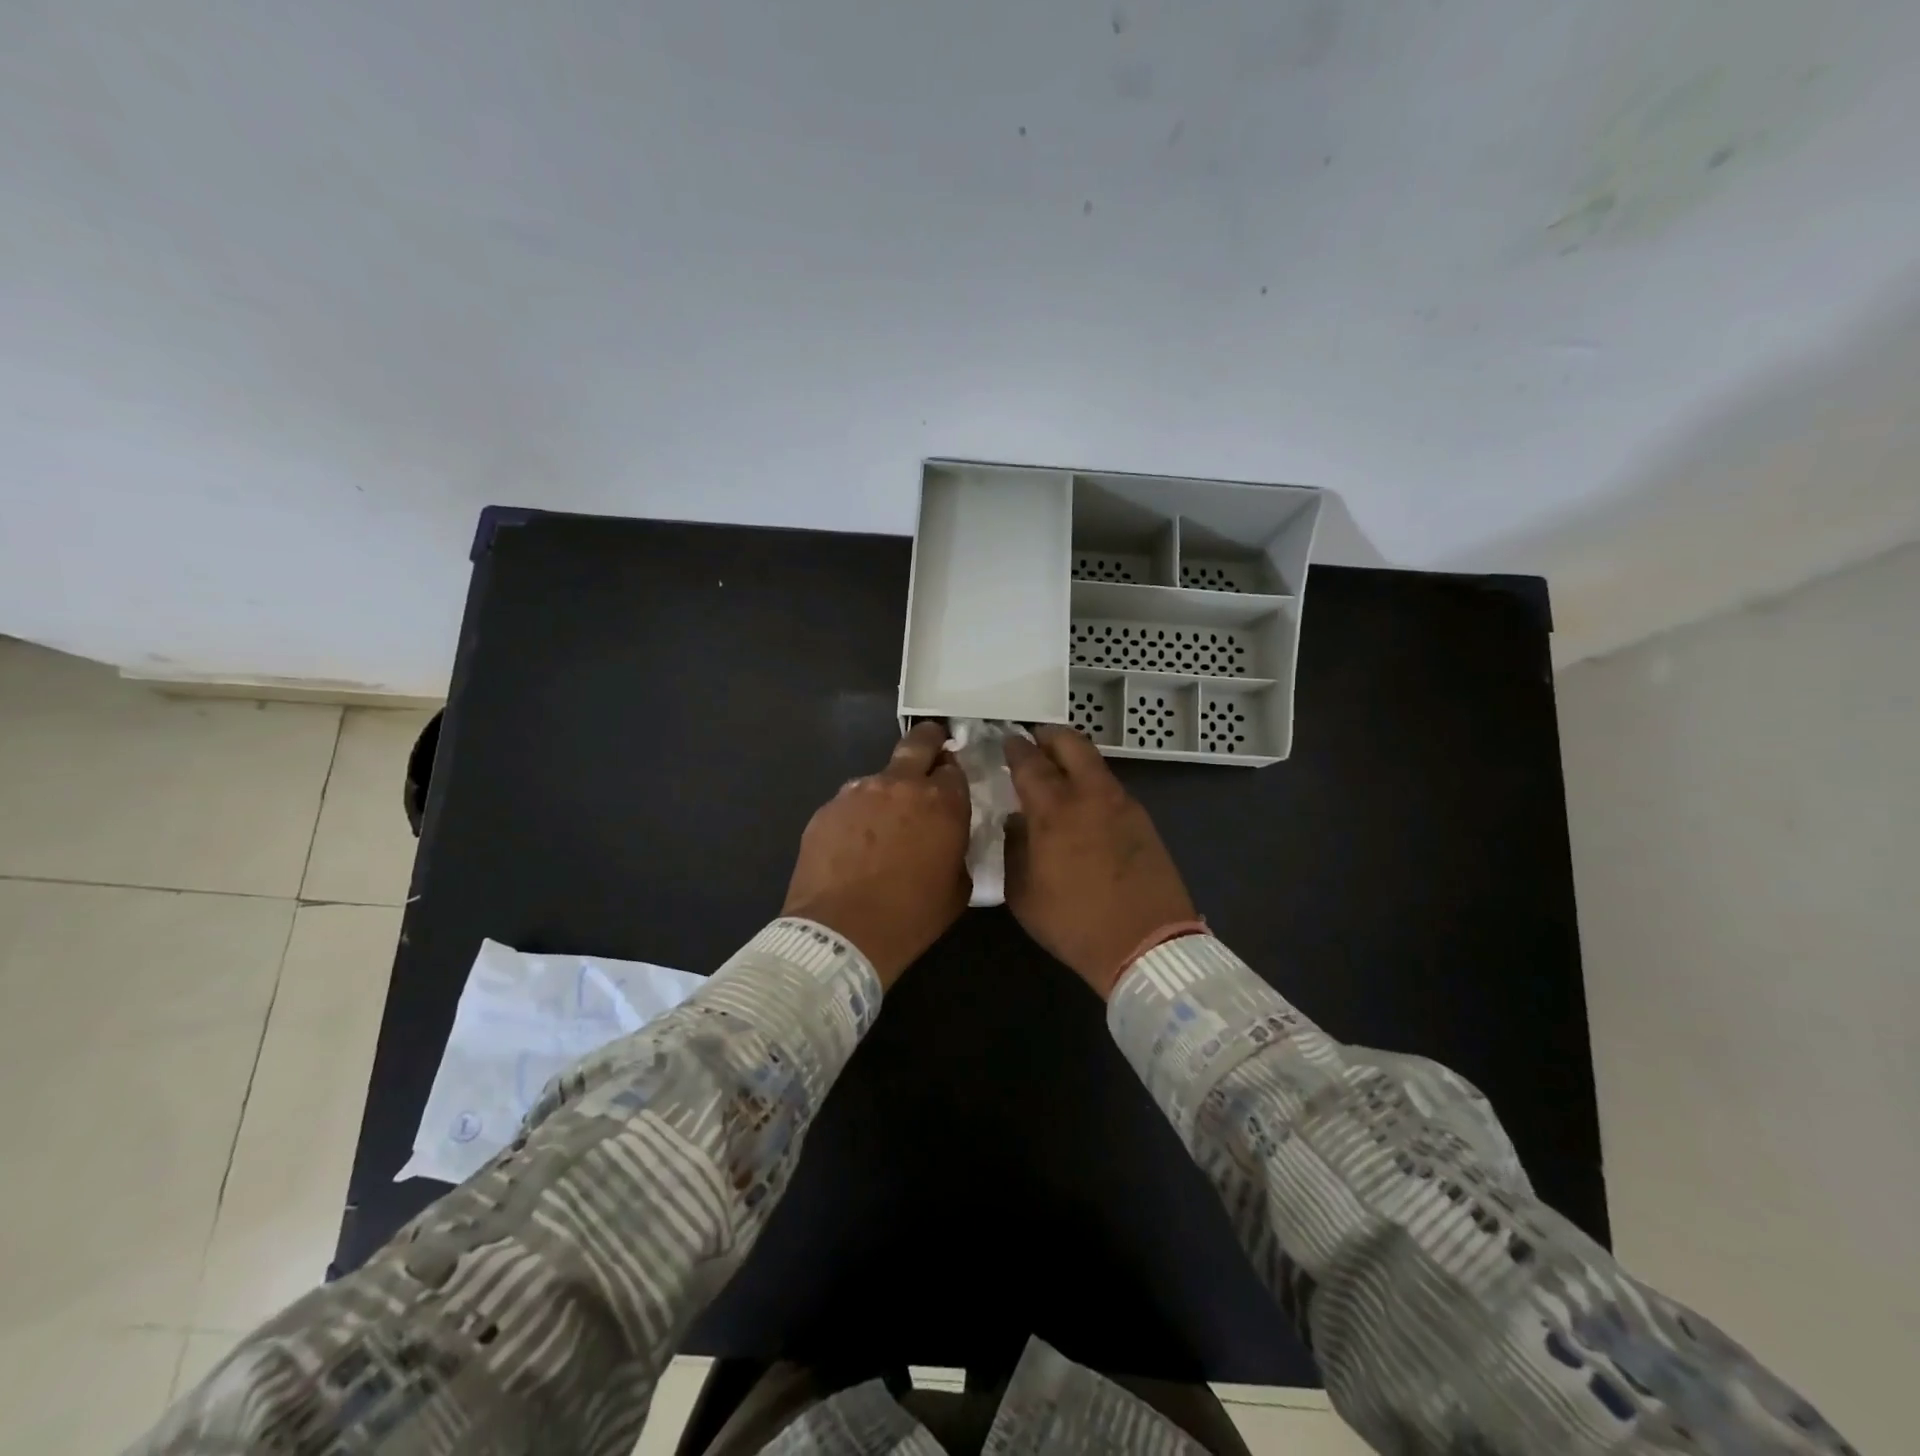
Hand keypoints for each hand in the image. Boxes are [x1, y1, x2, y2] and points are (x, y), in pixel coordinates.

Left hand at [782, 722, 971, 987]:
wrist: (840, 934)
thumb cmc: (910, 917)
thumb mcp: (957, 889)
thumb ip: (957, 850)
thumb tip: (947, 839)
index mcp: (942, 803)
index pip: (954, 769)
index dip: (953, 776)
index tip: (950, 786)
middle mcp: (900, 785)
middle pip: (919, 743)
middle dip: (929, 741)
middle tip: (931, 749)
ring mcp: (858, 793)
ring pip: (879, 778)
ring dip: (886, 792)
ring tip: (881, 828)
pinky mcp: (826, 809)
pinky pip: (849, 804)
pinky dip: (856, 818)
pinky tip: (853, 847)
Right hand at [1003, 725, 1196, 997]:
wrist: (1147, 944)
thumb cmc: (1074, 923)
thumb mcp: (1023, 894)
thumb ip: (1014, 848)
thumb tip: (1016, 821)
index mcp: (1054, 810)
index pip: (1030, 762)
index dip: (1015, 747)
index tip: (1006, 741)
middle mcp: (1090, 794)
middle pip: (1070, 743)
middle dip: (1048, 736)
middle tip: (1033, 741)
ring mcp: (1122, 803)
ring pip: (1095, 762)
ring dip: (1072, 758)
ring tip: (1056, 772)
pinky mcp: (1142, 819)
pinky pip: (1110, 786)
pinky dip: (1091, 782)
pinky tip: (1083, 804)